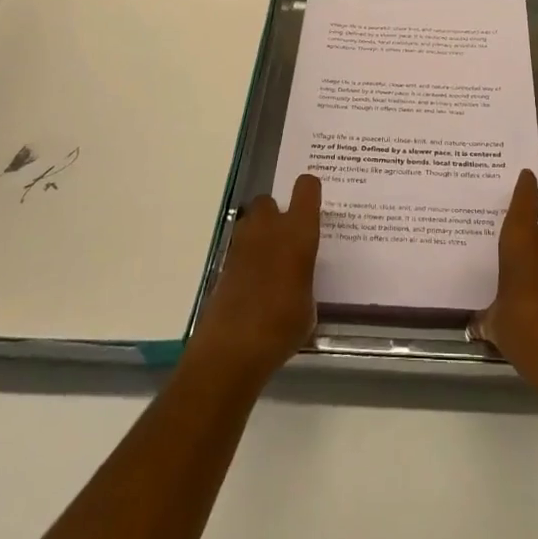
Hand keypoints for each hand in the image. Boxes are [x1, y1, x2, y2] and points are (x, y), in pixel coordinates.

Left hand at [187, 173, 321, 384]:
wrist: (231, 349)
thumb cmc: (282, 325)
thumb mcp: (309, 306)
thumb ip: (305, 281)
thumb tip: (298, 281)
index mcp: (297, 232)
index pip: (306, 189)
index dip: (310, 191)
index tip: (314, 204)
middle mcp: (268, 229)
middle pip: (269, 200)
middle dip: (277, 213)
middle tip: (288, 237)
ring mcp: (241, 246)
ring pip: (250, 222)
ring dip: (260, 233)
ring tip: (272, 261)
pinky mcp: (223, 266)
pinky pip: (240, 249)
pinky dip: (247, 259)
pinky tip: (257, 285)